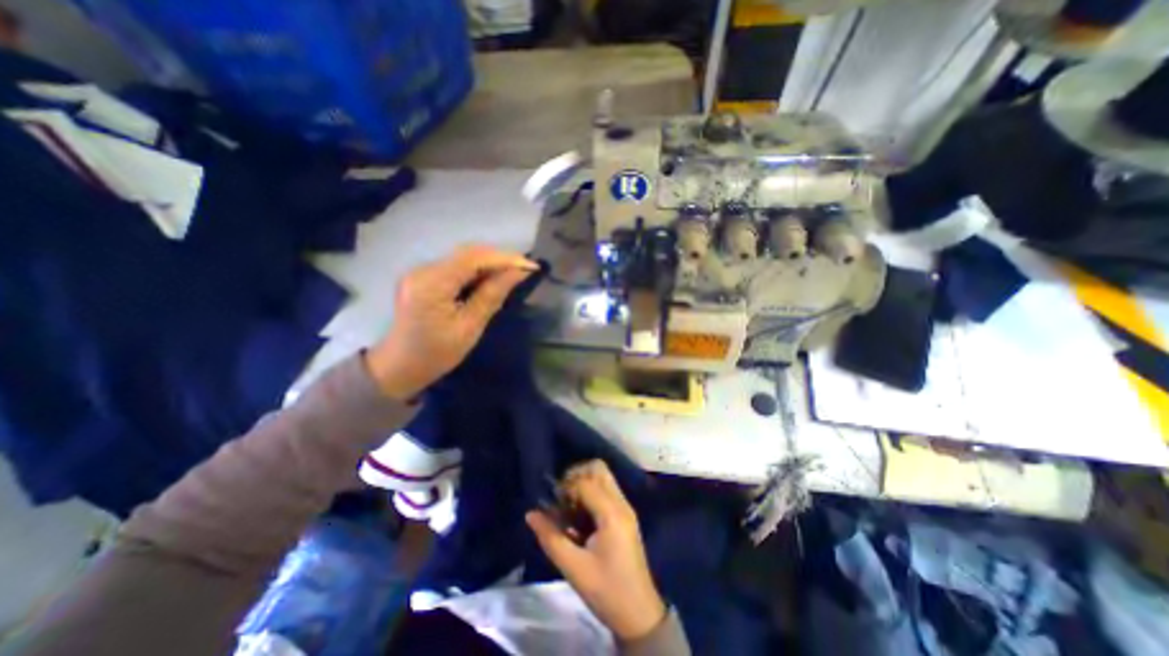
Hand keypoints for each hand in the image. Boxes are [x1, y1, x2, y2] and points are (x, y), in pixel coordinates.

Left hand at [364, 247, 538, 400]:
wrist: (400, 367)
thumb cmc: (436, 354)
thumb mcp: (469, 328)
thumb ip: (492, 295)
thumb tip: (518, 273)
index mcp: (431, 285)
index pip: (473, 259)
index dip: (504, 258)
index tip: (531, 267)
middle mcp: (423, 270)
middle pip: (467, 253)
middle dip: (499, 259)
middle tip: (525, 270)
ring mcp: (421, 272)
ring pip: (463, 258)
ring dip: (490, 263)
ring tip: (513, 274)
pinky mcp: (423, 276)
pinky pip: (456, 266)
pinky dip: (477, 270)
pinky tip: (491, 279)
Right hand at [522, 461, 661, 640]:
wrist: (639, 614)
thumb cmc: (606, 591)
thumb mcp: (574, 568)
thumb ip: (551, 538)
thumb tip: (530, 513)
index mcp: (612, 513)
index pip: (585, 482)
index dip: (565, 488)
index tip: (552, 503)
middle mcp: (621, 503)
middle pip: (598, 468)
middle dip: (576, 475)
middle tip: (561, 496)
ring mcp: (625, 508)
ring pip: (603, 477)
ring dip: (583, 483)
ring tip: (568, 506)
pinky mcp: (624, 515)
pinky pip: (606, 490)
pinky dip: (591, 493)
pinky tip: (579, 515)